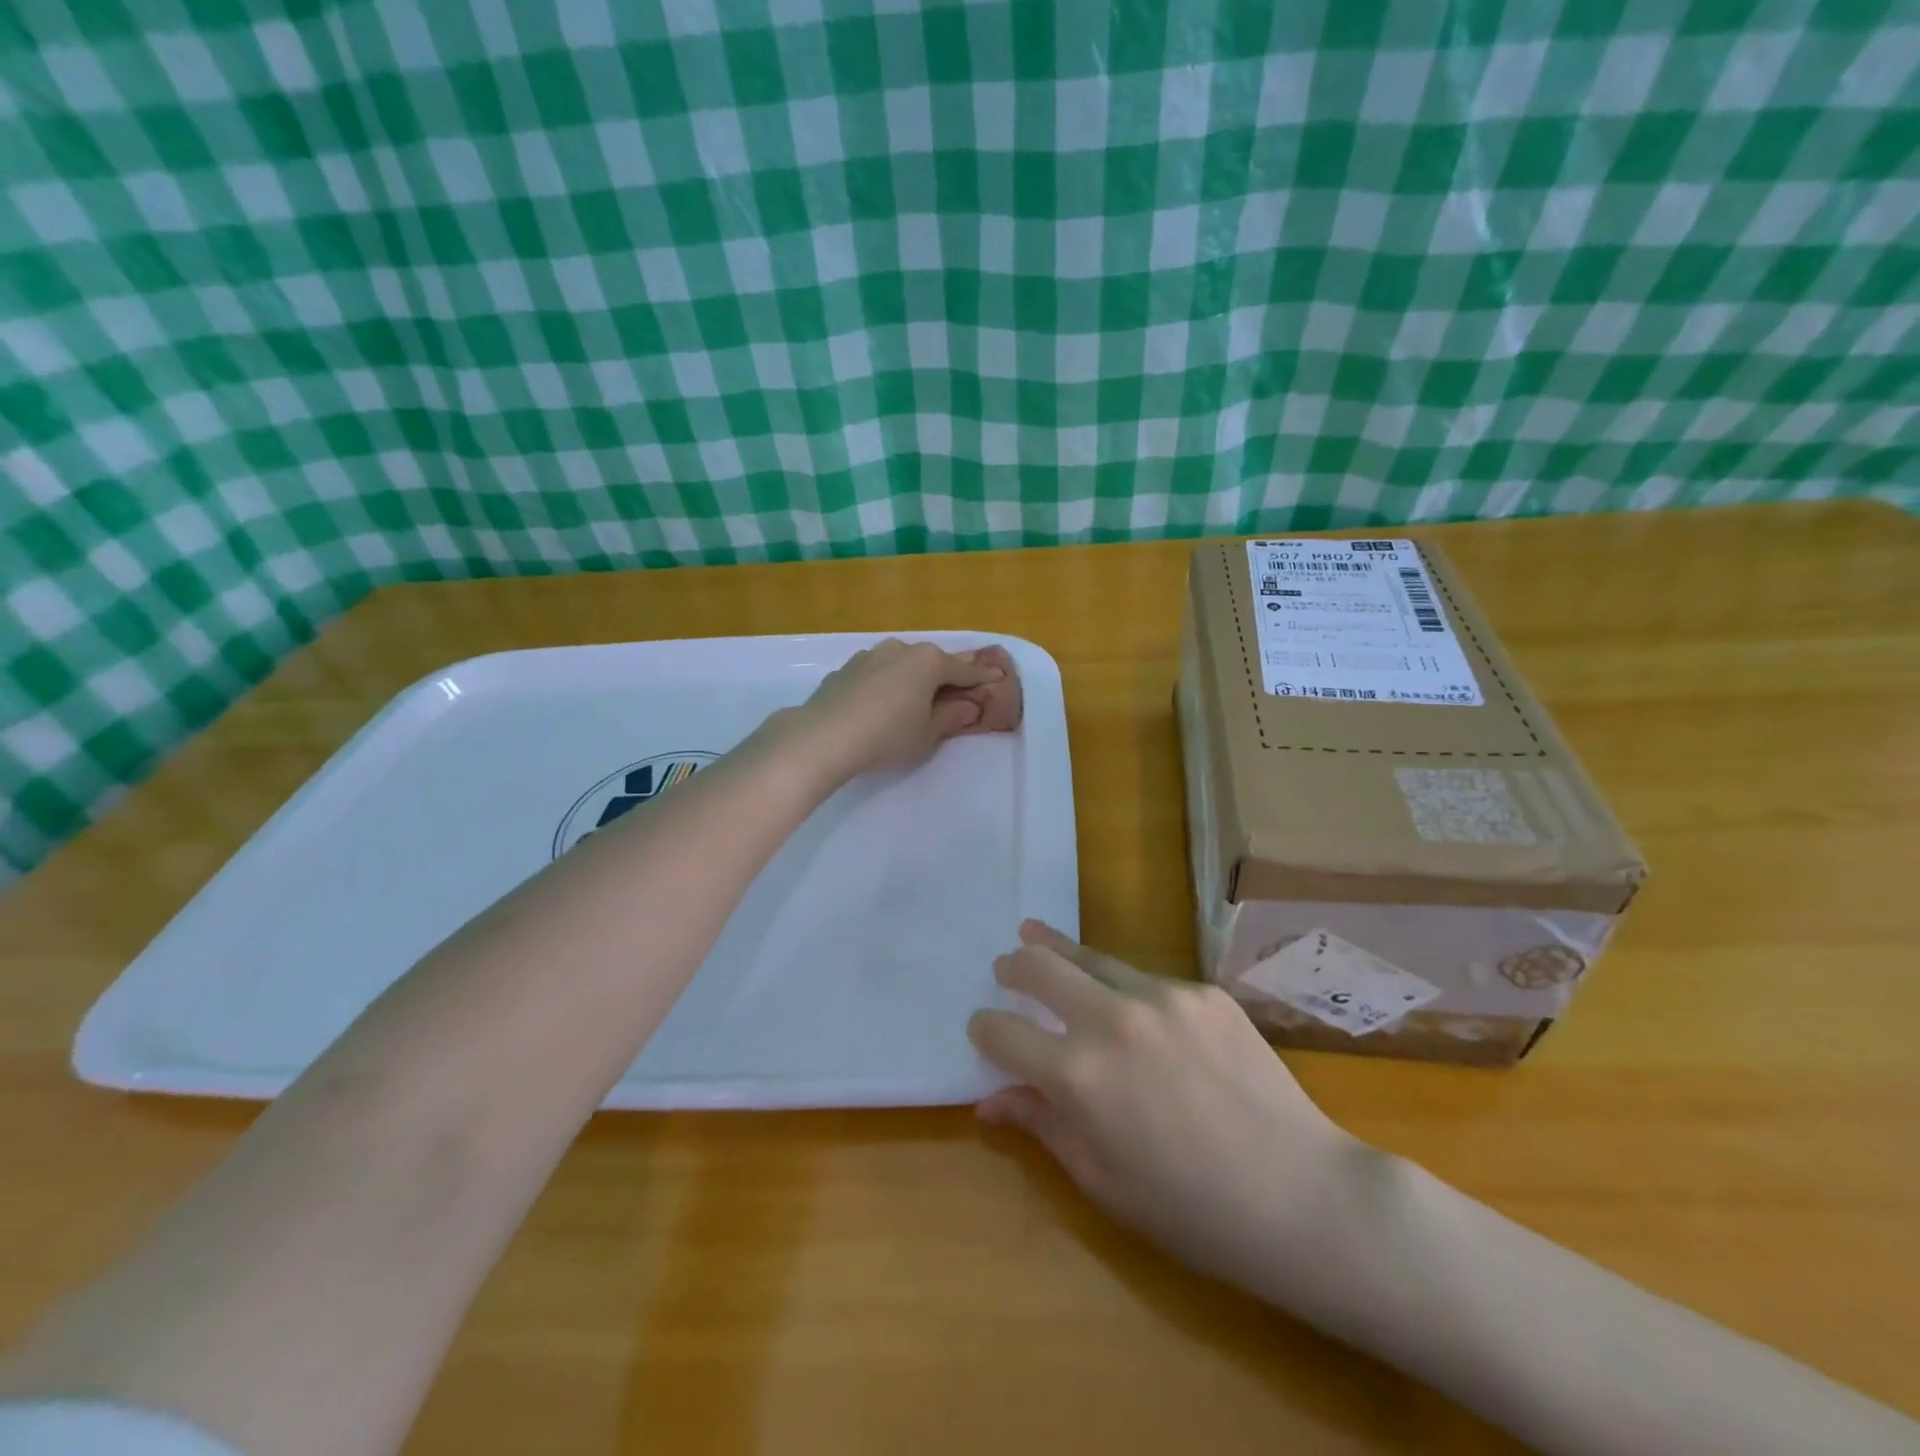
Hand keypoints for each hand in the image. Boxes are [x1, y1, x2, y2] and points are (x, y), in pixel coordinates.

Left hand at [796, 639, 1016, 783]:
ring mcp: (869, 656)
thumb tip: (967, 706)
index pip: (964, 670)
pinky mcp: (845, 670)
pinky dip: (888, 684)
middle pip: (932, 662)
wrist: (823, 737)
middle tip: (961, 687)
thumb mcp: (927, 735)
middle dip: (947, 674)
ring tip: (919, 697)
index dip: (982, 677)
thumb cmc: (887, 737)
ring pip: (902, 664)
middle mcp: (900, 649)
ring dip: (914, 677)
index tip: (998, 678)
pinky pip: (878, 674)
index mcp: (928, 662)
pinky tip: (884, 703)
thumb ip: (950, 718)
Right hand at [968, 923, 1363, 1301]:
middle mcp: (1112, 1019)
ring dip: (1060, 951)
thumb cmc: (1191, 1211)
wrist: (1303, 1198)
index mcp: (1077, 1075)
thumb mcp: (1102, 1181)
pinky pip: (1148, 981)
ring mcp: (1163, 997)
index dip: (984, 1027)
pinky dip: (1125, 988)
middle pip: (1041, 966)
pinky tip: (1133, 1007)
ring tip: (1038, 935)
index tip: (983, 1026)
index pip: (1003, 1031)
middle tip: (1005, 964)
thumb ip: (1041, 1126)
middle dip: (1013, 964)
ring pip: (1093, 958)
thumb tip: (987, 1101)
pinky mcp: (1204, 992)